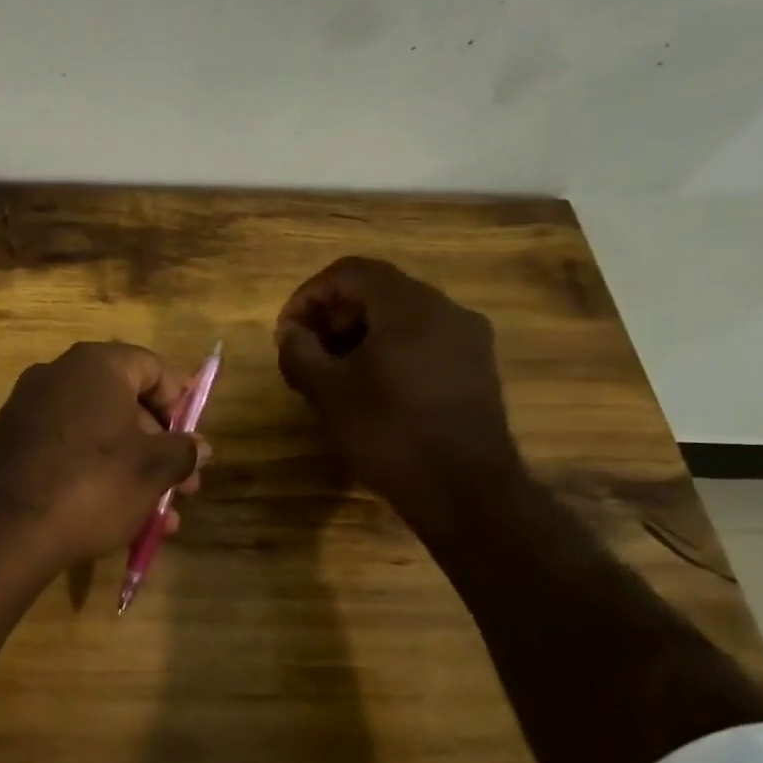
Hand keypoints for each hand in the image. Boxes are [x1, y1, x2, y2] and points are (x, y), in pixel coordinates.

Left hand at [0, 342, 206, 574]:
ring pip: (98, 434)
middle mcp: (58, 375)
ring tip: (158, 517)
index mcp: (95, 365)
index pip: (152, 367)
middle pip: (125, 403)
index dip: (180, 402)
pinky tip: (116, 517)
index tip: (193, 441)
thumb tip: (199, 446)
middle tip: (183, 487)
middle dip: (159, 447)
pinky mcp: (11, 442)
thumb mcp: (151, 470)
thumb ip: (182, 451)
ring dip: (133, 470)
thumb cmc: (92, 484)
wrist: (4, 529)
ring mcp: (29, 408)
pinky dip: (95, 474)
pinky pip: (67, 450)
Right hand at [275, 256, 522, 530]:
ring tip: (331, 369)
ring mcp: (467, 338)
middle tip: (305, 349)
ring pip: (401, 315)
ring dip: (359, 332)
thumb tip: (290, 332)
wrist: (465, 490)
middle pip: (378, 290)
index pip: (350, 272)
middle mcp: (445, 309)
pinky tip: (369, 385)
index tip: (287, 330)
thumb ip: (299, 352)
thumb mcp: (328, 392)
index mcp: (408, 306)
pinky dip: (388, 347)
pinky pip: (423, 338)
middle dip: (333, 313)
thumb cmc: (389, 433)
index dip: (310, 294)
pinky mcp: (475, 366)